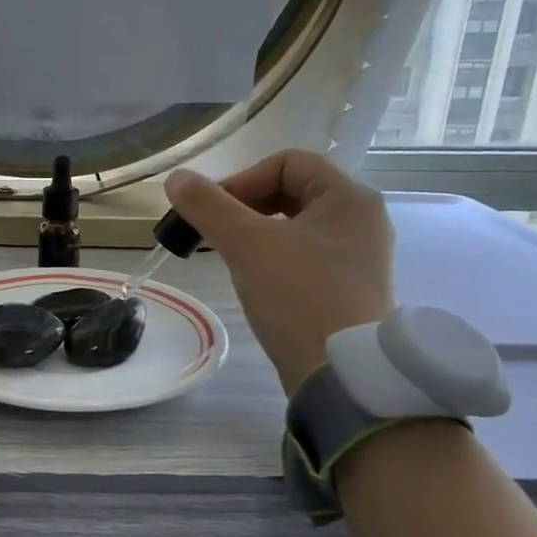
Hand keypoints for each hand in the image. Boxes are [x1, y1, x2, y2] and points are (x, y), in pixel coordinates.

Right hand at [164, 151, 394, 393]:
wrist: (341, 374)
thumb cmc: (299, 296)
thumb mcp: (247, 245)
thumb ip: (209, 206)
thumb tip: (176, 178)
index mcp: (348, 197)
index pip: (288, 162)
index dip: (243, 179)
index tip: (210, 212)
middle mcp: (360, 220)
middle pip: (291, 192)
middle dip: (244, 207)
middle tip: (211, 233)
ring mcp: (357, 257)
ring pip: (294, 227)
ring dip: (254, 234)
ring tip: (228, 257)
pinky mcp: (347, 288)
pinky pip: (303, 256)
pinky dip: (272, 258)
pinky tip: (253, 281)